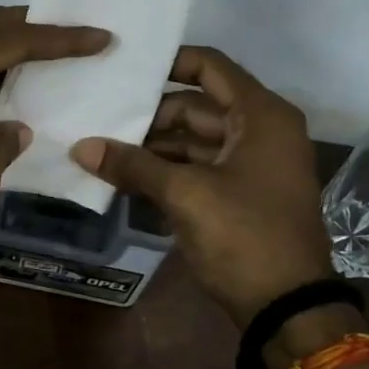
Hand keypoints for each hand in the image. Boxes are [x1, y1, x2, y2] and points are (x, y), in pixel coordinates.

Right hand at [71, 46, 333, 326]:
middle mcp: (261, 130)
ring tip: (105, 149)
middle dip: (150, 116)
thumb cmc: (244, 236)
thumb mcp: (185, 194)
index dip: (168, 62)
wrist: (287, 306)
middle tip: (102, 119)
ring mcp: (253, 164)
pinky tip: (128, 177)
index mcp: (260, 115)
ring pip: (195, 140)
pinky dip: (168, 170)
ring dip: (154, 147)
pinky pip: (200, 168)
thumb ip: (133, 165)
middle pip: (197, 106)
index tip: (124, 69)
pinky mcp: (242, 194)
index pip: (210, 66)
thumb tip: (80, 148)